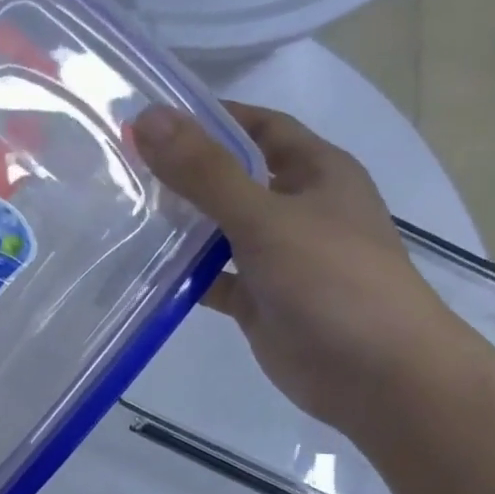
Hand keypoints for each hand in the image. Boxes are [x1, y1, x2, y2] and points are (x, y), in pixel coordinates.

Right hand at [133, 101, 494, 438]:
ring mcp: (275, 256)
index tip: (149, 118)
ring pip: (216, 229)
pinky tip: (139, 270)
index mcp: (315, 172)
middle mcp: (295, 207)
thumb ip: (205, 172)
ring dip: (176, 223)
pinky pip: (210, 277)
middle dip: (182, 170)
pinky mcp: (257, 298)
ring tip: (117, 211)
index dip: (209, 116)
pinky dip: (180, 274)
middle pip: (231, 176)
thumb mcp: (266, 217)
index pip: (258, 126)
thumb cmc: (334, 281)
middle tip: (118, 165)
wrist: (377, 376)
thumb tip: (147, 119)